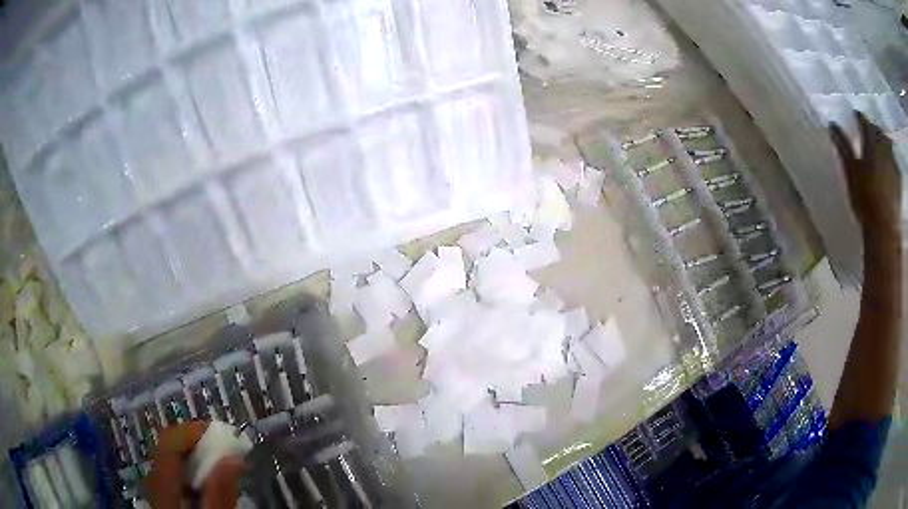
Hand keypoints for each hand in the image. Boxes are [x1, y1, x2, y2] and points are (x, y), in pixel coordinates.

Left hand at [146, 422, 244, 508]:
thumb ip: (221, 492)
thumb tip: (233, 457)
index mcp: (162, 482)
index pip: (170, 440)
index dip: (194, 430)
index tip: (223, 436)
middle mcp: (154, 478)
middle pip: (169, 447)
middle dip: (198, 444)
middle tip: (226, 452)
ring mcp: (156, 488)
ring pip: (172, 460)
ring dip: (197, 458)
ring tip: (221, 468)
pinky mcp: (162, 496)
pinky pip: (174, 474)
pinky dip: (191, 472)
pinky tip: (206, 486)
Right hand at [829, 111, 901, 241]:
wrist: (884, 229)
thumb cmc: (865, 199)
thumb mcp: (851, 172)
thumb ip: (843, 147)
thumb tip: (832, 125)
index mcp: (871, 142)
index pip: (864, 121)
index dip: (859, 117)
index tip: (855, 116)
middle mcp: (883, 147)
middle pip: (878, 131)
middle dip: (874, 130)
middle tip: (869, 134)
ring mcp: (893, 163)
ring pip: (888, 145)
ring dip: (884, 144)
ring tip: (880, 151)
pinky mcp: (899, 180)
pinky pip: (894, 163)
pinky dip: (890, 161)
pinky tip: (888, 169)